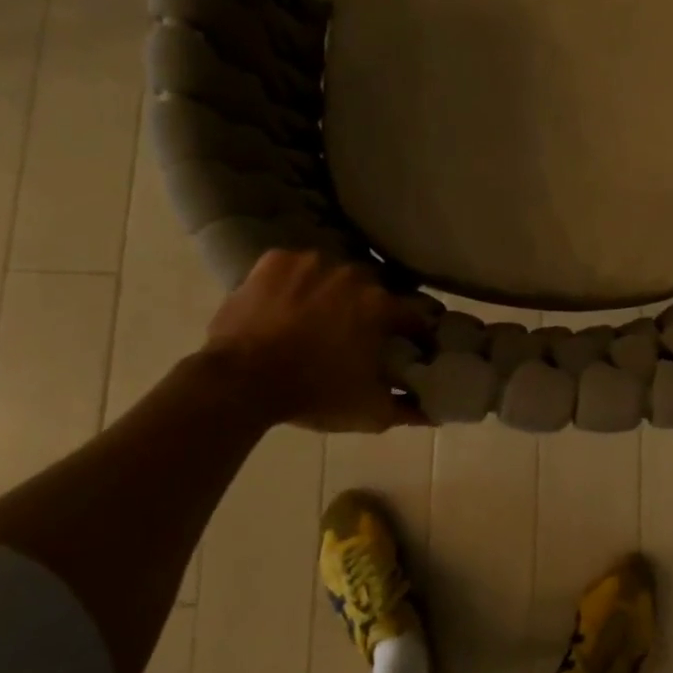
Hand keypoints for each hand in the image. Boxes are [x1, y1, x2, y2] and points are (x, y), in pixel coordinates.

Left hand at [201, 250, 431, 431]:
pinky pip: (294, 267)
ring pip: (333, 273)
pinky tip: (286, 304)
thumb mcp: (369, 411)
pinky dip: (294, 282)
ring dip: (332, 291)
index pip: (415, 314)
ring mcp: (311, 262)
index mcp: (380, 305)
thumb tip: (433, 412)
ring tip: (317, 317)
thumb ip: (407, 409)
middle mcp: (353, 274)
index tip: (415, 346)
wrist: (240, 382)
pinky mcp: (275, 260)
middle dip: (370, 307)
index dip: (417, 332)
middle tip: (357, 332)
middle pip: (373, 288)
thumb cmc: (314, 395)